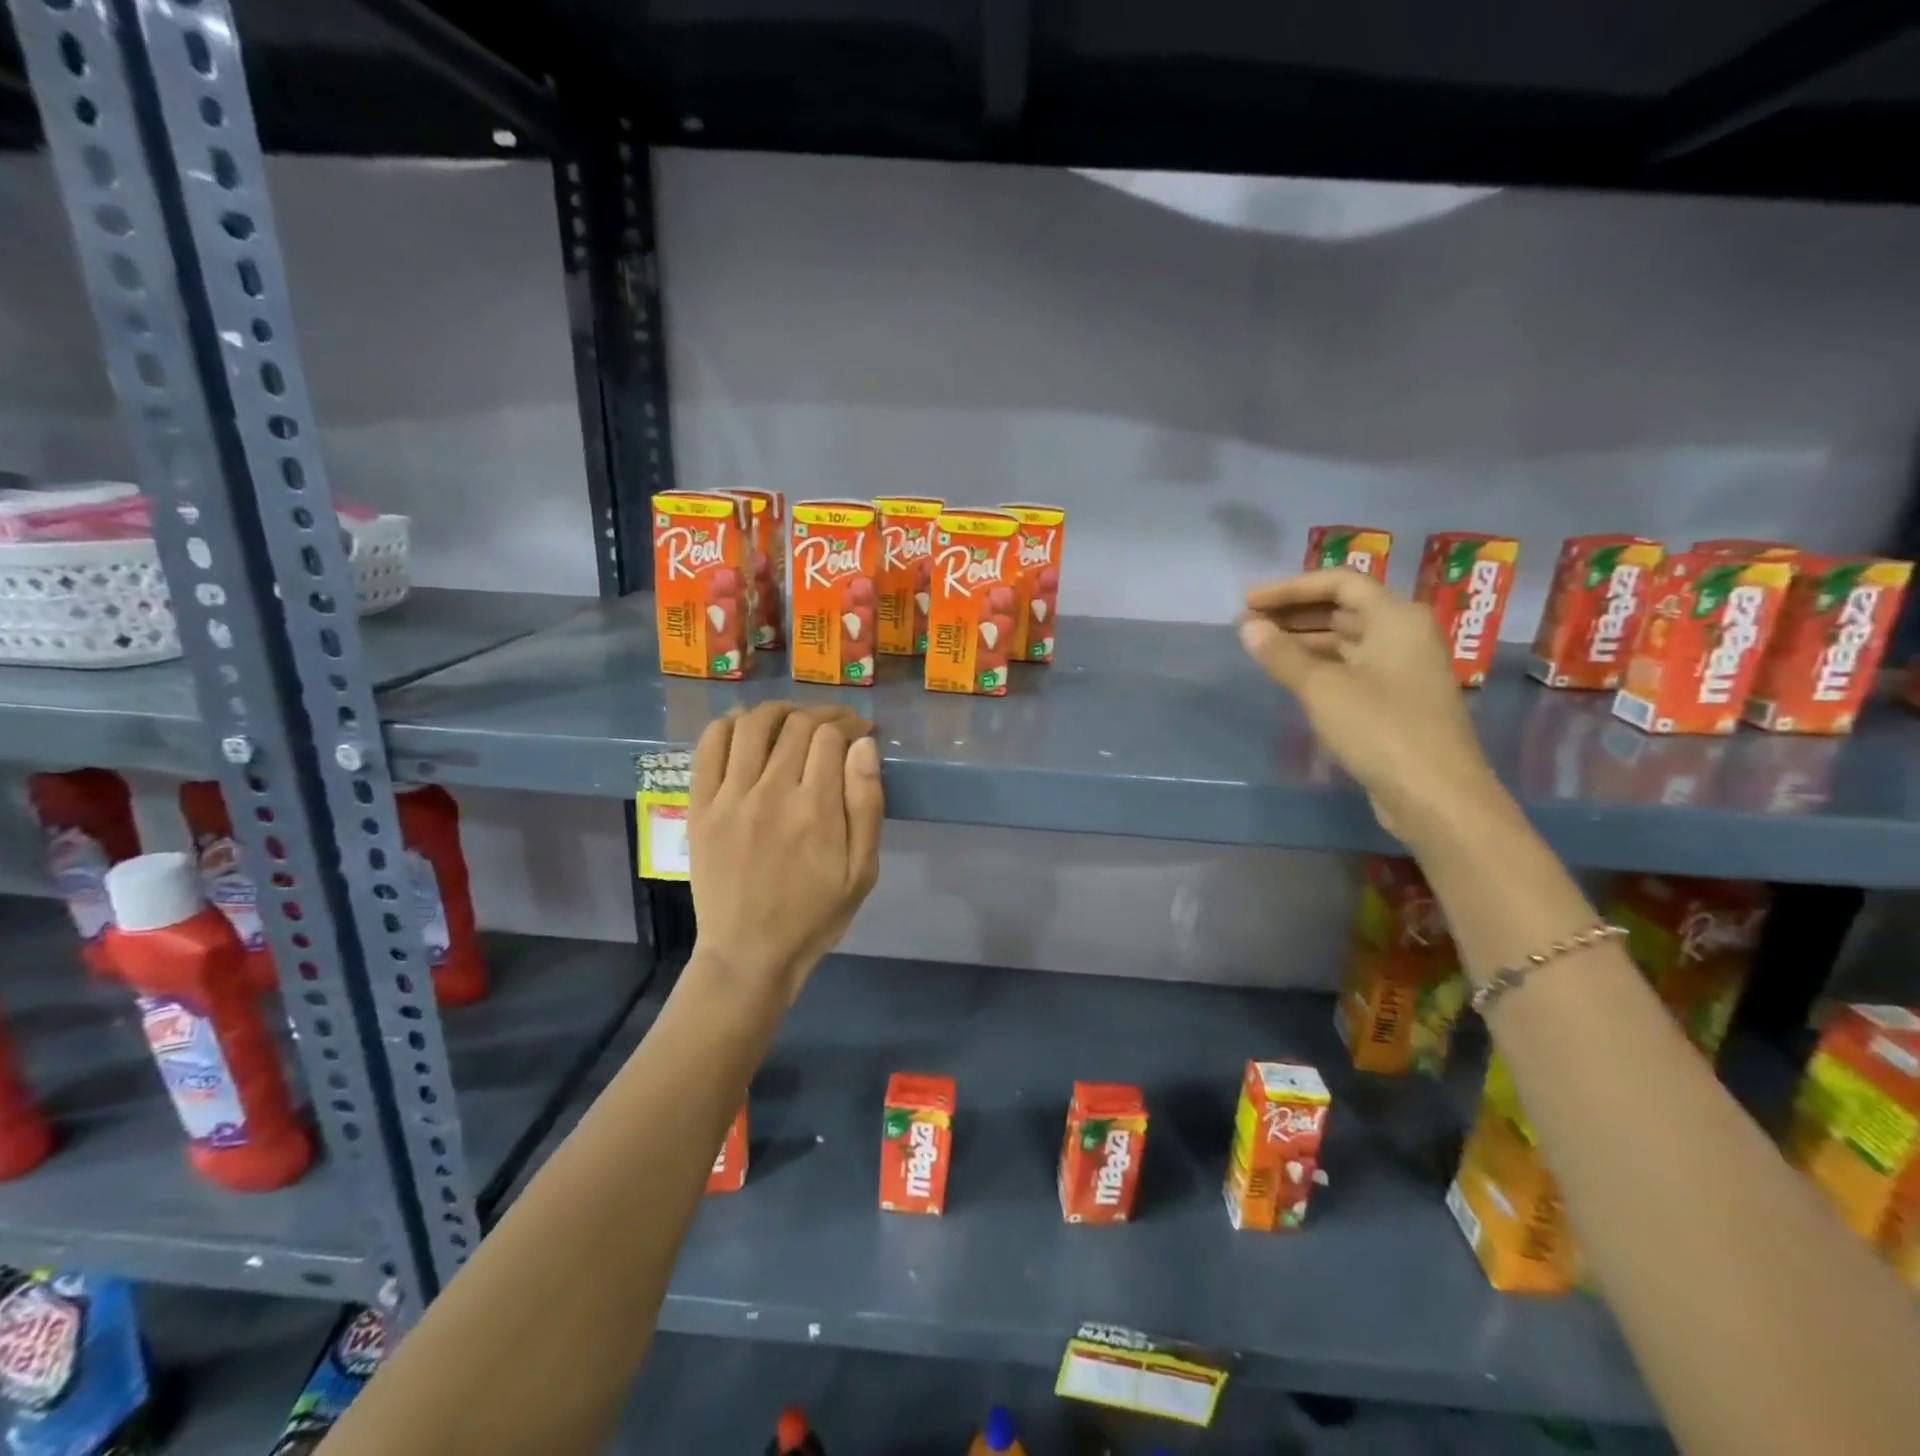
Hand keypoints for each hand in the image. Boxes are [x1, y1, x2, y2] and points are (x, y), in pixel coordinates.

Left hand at [688, 702, 884, 1004]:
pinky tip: (745, 726)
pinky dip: (728, 724)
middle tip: (835, 724)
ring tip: (794, 718)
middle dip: (823, 714)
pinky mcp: (699, 806)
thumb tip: (863, 745)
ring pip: (752, 725)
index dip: (850, 723)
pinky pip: (709, 747)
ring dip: (778, 710)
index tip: (861, 730)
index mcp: (815, 809)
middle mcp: (771, 792)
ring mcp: (729, 797)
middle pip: (796, 724)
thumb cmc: (815, 915)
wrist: (749, 953)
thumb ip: (866, 804)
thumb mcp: (862, 871)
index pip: (830, 736)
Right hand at [1237, 569, 1505, 842]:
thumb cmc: (1380, 729)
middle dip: (1293, 613)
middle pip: (1343, 609)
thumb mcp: (1322, 688)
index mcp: (1396, 618)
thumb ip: (1281, 654)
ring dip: (1303, 639)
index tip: (1248, 601)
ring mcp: (1402, 669)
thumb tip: (1247, 626)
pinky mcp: (1396, 701)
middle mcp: (1404, 635)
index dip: (1289, 587)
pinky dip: (1319, 665)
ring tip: (1260, 647)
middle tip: (1247, 624)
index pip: (1339, 582)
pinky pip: (1351, 667)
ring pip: (1346, 640)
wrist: (1435, 795)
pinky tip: (1290, 676)